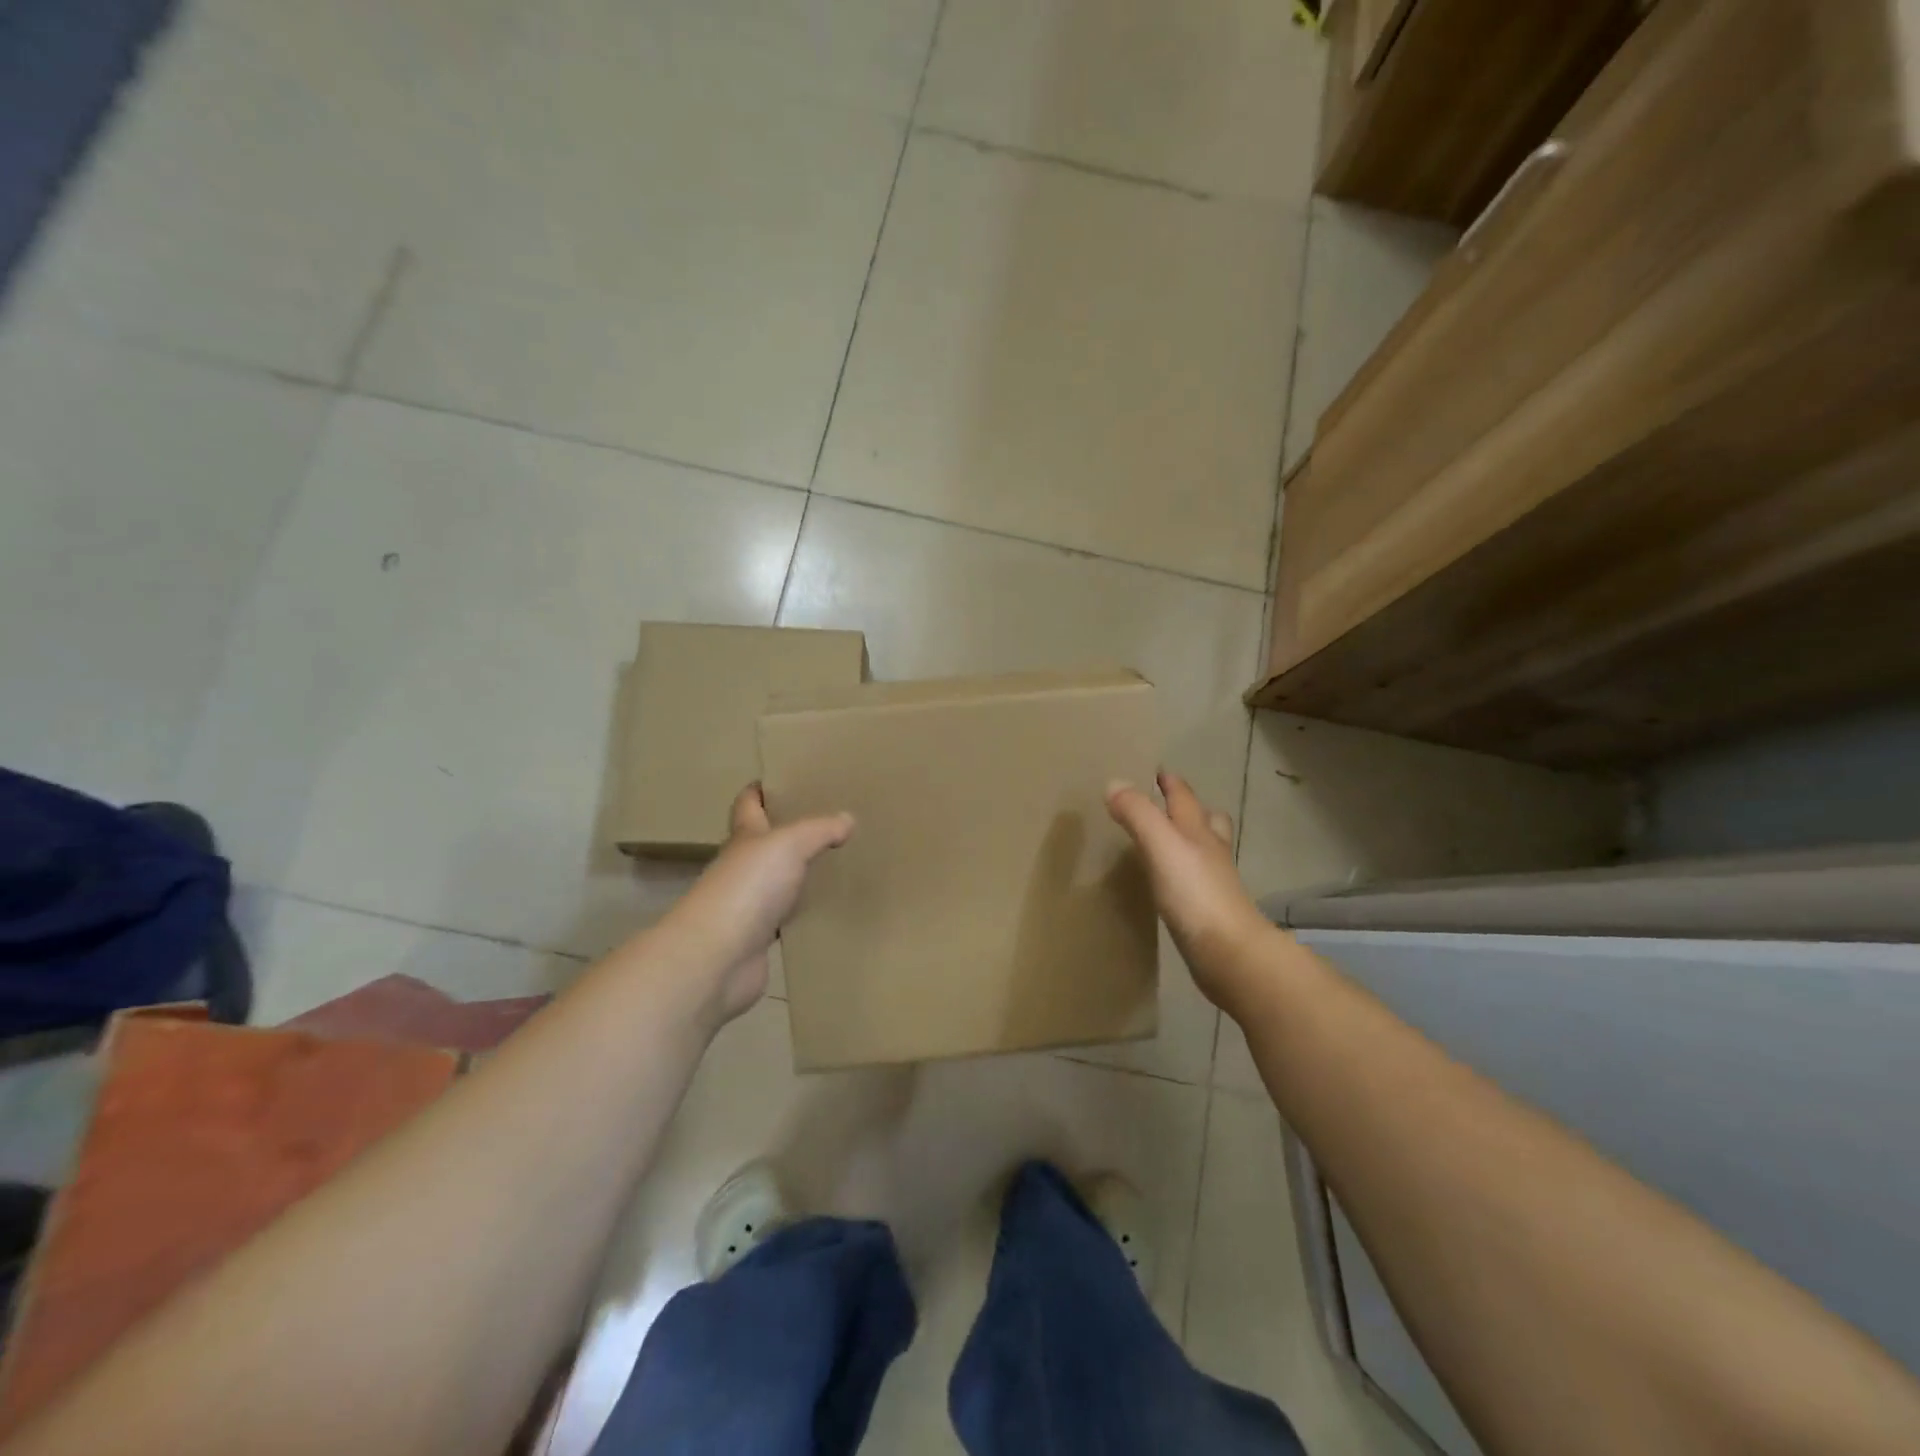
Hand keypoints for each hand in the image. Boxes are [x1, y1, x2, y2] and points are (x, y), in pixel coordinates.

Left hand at [663, 785, 853, 1025]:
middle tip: (826, 820)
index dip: (761, 790)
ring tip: (834, 861)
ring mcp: (749, 904)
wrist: (719, 957)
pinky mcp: (759, 938)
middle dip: (788, 830)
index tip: (783, 778)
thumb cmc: (749, 886)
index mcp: (745, 837)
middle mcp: (743, 867)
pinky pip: (786, 918)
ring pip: (777, 880)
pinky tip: (826, 908)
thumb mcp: (789, 845)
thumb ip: (819, 830)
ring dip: (798, 873)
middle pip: (764, 843)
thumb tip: (847, 818)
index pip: (748, 804)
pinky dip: (802, 912)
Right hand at [1106, 771, 1273, 1013]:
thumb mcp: (1160, 845)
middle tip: (1165, 803)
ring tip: (1165, 840)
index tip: (1155, 771)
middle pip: (1205, 820)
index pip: (1184, 797)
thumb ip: (1137, 814)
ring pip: (1203, 850)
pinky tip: (1169, 882)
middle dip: (1188, 808)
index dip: (1170, 782)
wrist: (1229, 953)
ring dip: (1188, 839)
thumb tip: (1114, 783)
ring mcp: (1213, 882)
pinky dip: (1183, 873)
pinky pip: (1194, 881)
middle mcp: (1210, 851)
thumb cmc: (1194, 893)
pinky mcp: (1208, 911)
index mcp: (1199, 830)